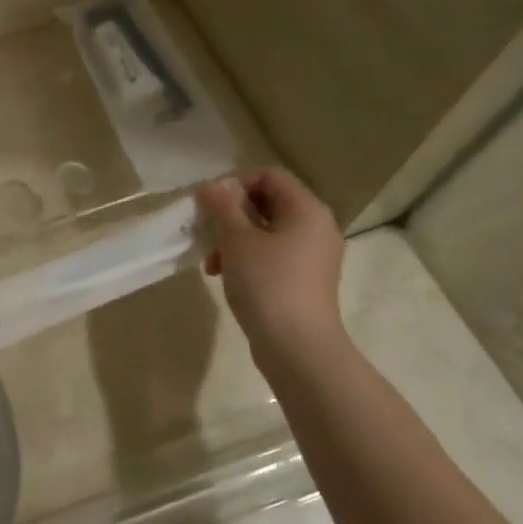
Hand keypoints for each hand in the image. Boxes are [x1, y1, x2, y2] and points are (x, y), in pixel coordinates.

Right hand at [197, 170, 346, 360]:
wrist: (298, 348)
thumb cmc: (267, 284)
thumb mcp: (236, 240)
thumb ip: (222, 207)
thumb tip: (211, 186)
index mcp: (306, 210)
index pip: (270, 175)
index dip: (236, 183)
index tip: (210, 206)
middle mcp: (315, 227)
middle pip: (267, 202)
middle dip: (231, 214)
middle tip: (206, 232)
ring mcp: (312, 255)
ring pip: (265, 230)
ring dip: (233, 238)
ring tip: (212, 262)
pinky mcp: (303, 279)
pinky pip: (271, 254)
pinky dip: (246, 258)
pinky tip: (225, 275)